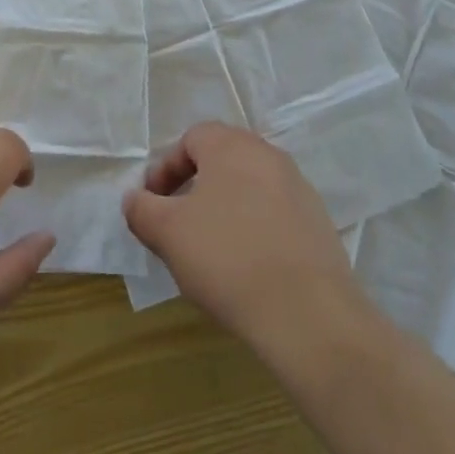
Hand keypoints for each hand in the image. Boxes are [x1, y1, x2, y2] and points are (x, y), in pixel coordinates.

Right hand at [124, 122, 364, 358]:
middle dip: (194, 188)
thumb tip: (135, 199)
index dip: (166, 169)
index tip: (153, 204)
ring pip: (249, 187)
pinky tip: (246, 267)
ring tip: (210, 250)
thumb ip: (142, 209)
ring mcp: (299, 188)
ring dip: (224, 209)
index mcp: (231, 146)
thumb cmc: (227, 259)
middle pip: (221, 160)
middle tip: (178, 224)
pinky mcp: (318, 223)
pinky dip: (254, 229)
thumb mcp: (167, 233)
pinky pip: (274, 214)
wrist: (309, 314)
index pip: (191, 139)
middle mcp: (268, 155)